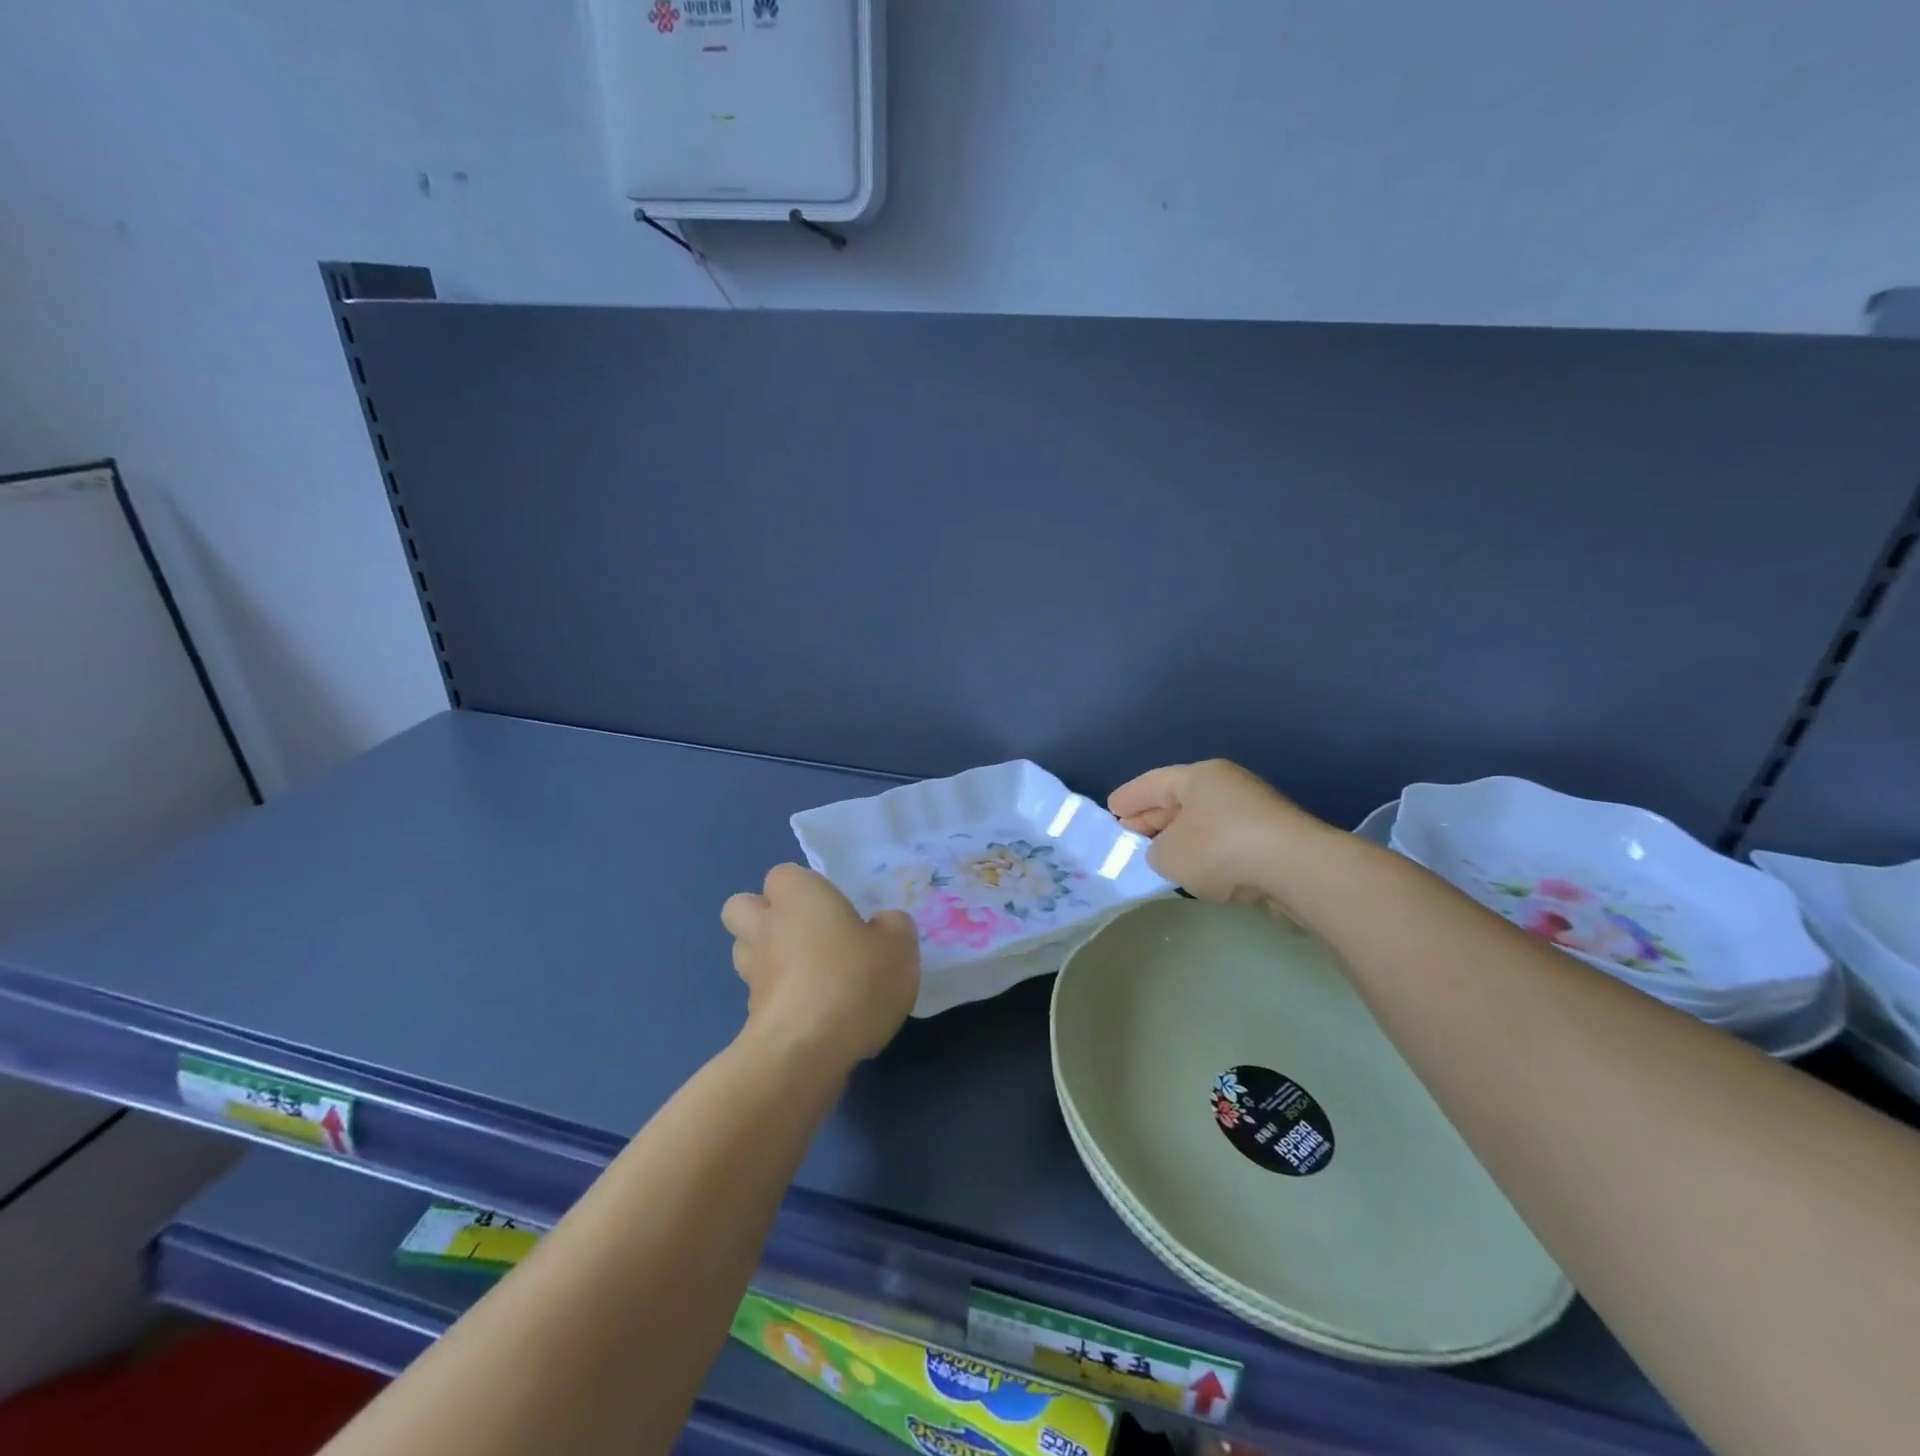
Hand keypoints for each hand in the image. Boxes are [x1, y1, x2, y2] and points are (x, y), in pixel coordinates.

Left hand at [721, 864, 920, 1067]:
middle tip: (808, 933)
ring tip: (808, 973)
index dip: (806, 889)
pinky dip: (778, 998)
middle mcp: (766, 926)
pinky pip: (760, 993)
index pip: (785, 875)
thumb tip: (881, 926)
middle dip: (765, 915)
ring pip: (744, 950)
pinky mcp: (750, 1015)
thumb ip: (892, 926)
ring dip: (767, 956)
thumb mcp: (899, 945)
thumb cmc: (854, 980)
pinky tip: (812, 1012)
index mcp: (798, 896)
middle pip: (742, 907)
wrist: (806, 1052)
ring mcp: (751, 972)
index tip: (836, 910)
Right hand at [1108, 760, 1324, 911]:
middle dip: (1152, 818)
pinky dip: (1206, 853)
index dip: (1128, 798)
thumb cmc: (1220, 849)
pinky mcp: (1271, 839)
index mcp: (1199, 777)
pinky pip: (1225, 841)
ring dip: (1180, 837)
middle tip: (1128, 833)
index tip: (1110, 810)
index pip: (1153, 783)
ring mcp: (1253, 811)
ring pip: (1204, 822)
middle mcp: (1227, 786)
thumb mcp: (1168, 854)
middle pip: (1179, 800)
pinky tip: (1196, 870)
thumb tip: (1167, 852)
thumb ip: (1154, 852)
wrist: (1296, 869)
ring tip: (1158, 855)